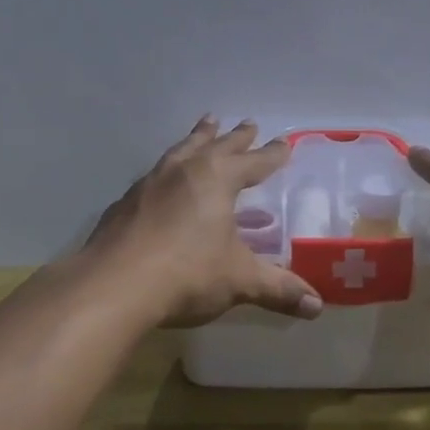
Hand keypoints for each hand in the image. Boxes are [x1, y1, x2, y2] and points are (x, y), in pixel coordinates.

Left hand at [86, 117, 323, 328]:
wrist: (112, 287)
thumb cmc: (187, 274)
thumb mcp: (239, 280)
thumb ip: (278, 289)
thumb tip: (316, 306)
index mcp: (217, 179)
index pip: (253, 162)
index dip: (270, 155)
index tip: (283, 144)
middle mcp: (183, 172)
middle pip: (215, 145)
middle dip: (234, 136)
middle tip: (247, 123)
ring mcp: (149, 184)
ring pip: (180, 152)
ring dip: (196, 139)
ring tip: (204, 128)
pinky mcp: (123, 205)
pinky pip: (153, 177)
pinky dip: (167, 172)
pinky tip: (163, 183)